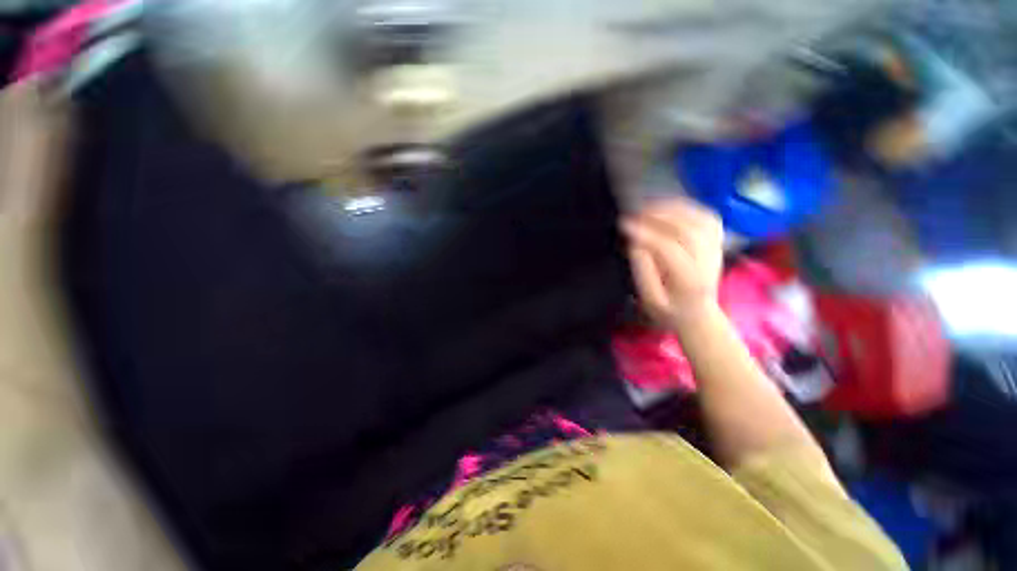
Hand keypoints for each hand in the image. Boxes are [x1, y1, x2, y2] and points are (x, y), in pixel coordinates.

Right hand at [621, 197, 723, 332]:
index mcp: (690, 281)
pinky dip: (688, 207)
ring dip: (673, 209)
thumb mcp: (650, 300)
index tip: (624, 226)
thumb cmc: (669, 309)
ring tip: (648, 208)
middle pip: (688, 231)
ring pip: (700, 220)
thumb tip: (635, 245)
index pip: (670, 250)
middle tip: (633, 214)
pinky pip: (707, 217)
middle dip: (658, 218)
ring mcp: (716, 249)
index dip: (646, 235)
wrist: (697, 313)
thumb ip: (642, 273)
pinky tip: (668, 207)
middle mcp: (708, 262)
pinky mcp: (716, 241)